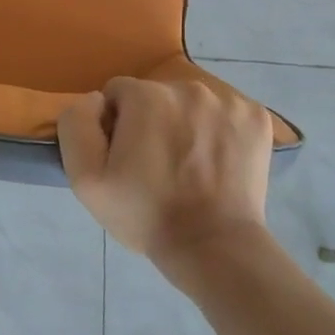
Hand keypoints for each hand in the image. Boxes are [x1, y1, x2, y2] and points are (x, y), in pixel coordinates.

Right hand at [57, 77, 271, 266]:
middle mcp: (189, 87)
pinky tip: (217, 163)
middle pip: (156, 95)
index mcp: (146, 96)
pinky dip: (219, 131)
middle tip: (156, 167)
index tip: (126, 159)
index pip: (117, 94)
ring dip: (185, 124)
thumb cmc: (145, 214)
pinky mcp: (257, 118)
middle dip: (151, 122)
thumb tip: (96, 100)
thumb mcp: (86, 179)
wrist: (214, 246)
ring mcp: (229, 101)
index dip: (116, 126)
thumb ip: (77, 125)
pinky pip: (226, 113)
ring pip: (192, 103)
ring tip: (189, 168)